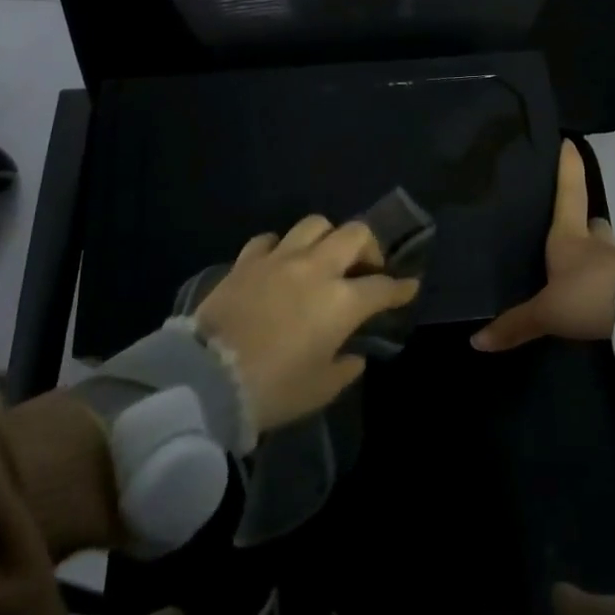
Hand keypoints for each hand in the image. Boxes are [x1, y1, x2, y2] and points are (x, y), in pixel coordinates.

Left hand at [193, 215, 419, 433]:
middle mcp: (316, 269)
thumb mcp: (320, 389)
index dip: (400, 288)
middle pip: (355, 234)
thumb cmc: (272, 389)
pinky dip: (281, 247)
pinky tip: (279, 264)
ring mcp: (279, 259)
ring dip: (327, 238)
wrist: (206, 379)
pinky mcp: (246, 261)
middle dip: (369, 247)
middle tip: (366, 269)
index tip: (409, 287)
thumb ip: (344, 367)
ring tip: (323, 259)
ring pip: (314, 225)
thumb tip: (353, 355)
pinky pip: (270, 240)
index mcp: (341, 302)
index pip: (382, 287)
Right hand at [471, 140, 614, 352]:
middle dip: (586, 226)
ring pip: (609, 255)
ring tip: (581, 279)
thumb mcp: (547, 313)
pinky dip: (612, 290)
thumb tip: (475, 341)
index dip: (568, 168)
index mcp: (570, 238)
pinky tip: (601, 305)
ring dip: (599, 262)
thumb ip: (515, 325)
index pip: (569, 193)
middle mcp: (597, 245)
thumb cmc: (589, 295)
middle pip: (594, 225)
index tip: (569, 143)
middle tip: (573, 233)